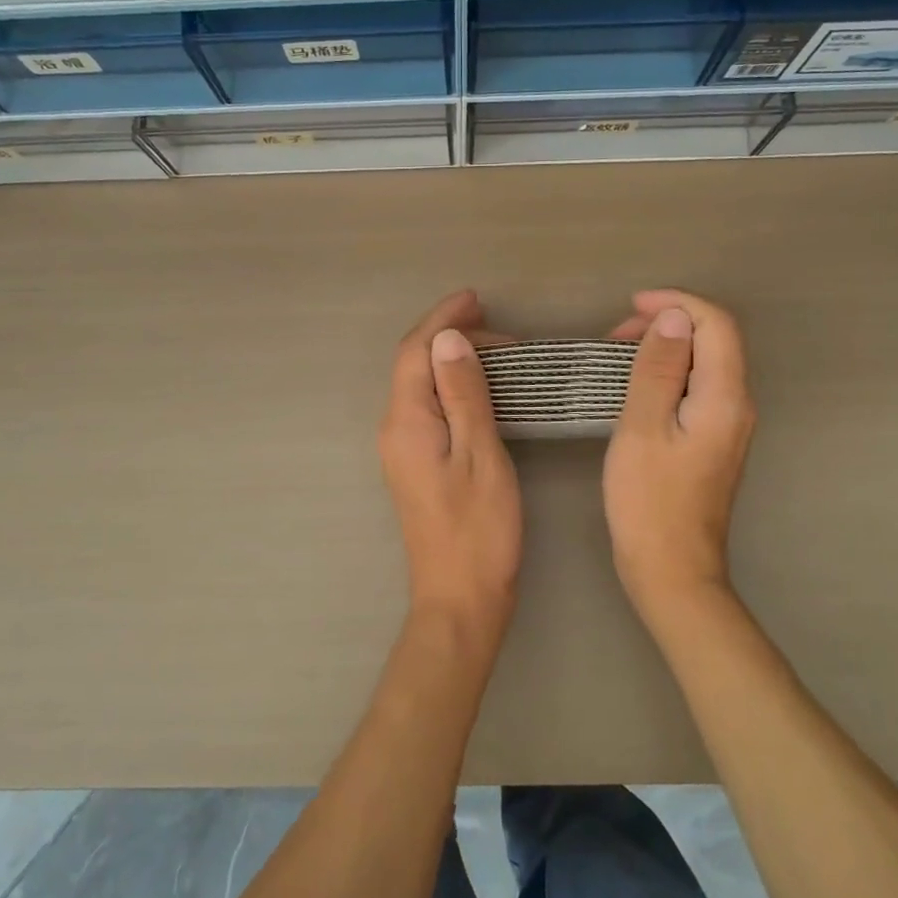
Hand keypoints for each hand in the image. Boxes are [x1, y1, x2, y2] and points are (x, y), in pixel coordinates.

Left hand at [378, 290, 521, 638]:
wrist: (460, 599)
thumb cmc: (478, 529)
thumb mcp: (480, 454)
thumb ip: (463, 394)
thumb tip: (449, 340)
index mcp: (406, 421)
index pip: (414, 352)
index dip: (442, 320)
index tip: (476, 298)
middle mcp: (394, 429)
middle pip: (413, 365)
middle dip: (451, 338)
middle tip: (503, 333)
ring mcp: (402, 448)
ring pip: (421, 386)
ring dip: (453, 361)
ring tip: (499, 353)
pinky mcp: (416, 464)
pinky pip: (428, 407)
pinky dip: (453, 387)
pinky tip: (481, 390)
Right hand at [602, 289, 755, 614]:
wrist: (671, 569)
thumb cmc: (649, 499)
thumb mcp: (643, 427)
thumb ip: (659, 368)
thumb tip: (674, 317)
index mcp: (724, 397)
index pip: (716, 325)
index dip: (677, 304)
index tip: (630, 306)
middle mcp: (737, 405)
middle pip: (714, 341)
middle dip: (668, 323)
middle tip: (615, 335)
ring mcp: (728, 426)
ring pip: (704, 364)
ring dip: (665, 348)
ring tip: (618, 355)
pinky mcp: (713, 442)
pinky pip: (696, 389)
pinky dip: (667, 374)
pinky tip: (635, 387)